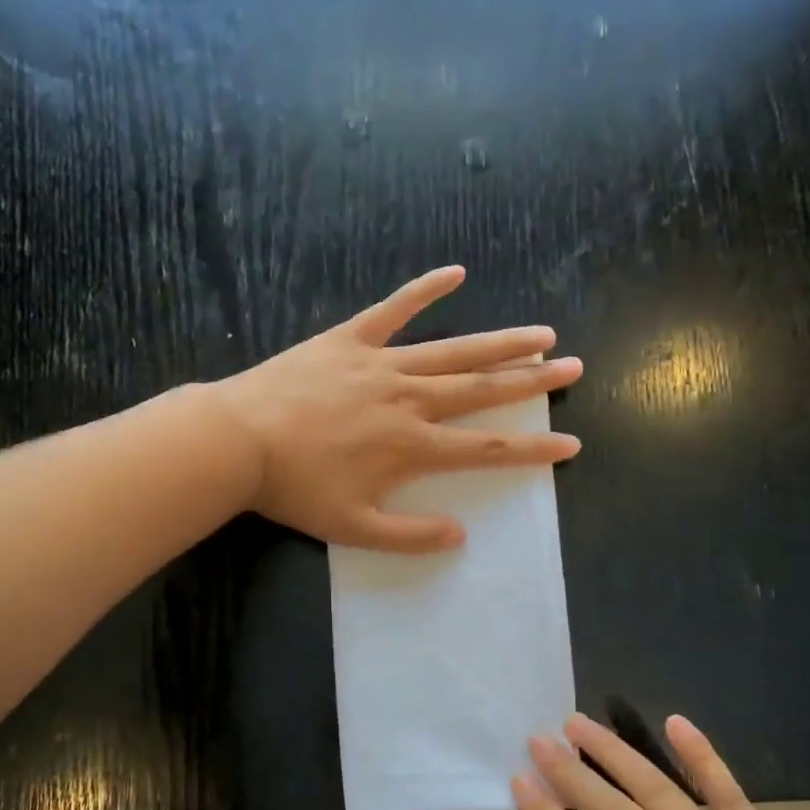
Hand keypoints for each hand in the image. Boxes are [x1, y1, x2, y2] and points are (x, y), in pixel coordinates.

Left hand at [210, 266, 581, 550]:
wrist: (237, 442)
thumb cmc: (295, 490)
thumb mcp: (353, 529)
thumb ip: (410, 535)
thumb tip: (460, 536)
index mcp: (412, 447)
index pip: (488, 449)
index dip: (533, 449)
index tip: (571, 443)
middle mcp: (409, 400)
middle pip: (483, 389)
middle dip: (532, 380)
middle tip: (572, 367)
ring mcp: (381, 364)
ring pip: (453, 350)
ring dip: (500, 342)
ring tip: (540, 334)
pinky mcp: (350, 340)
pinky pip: (393, 310)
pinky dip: (424, 290)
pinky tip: (456, 273)